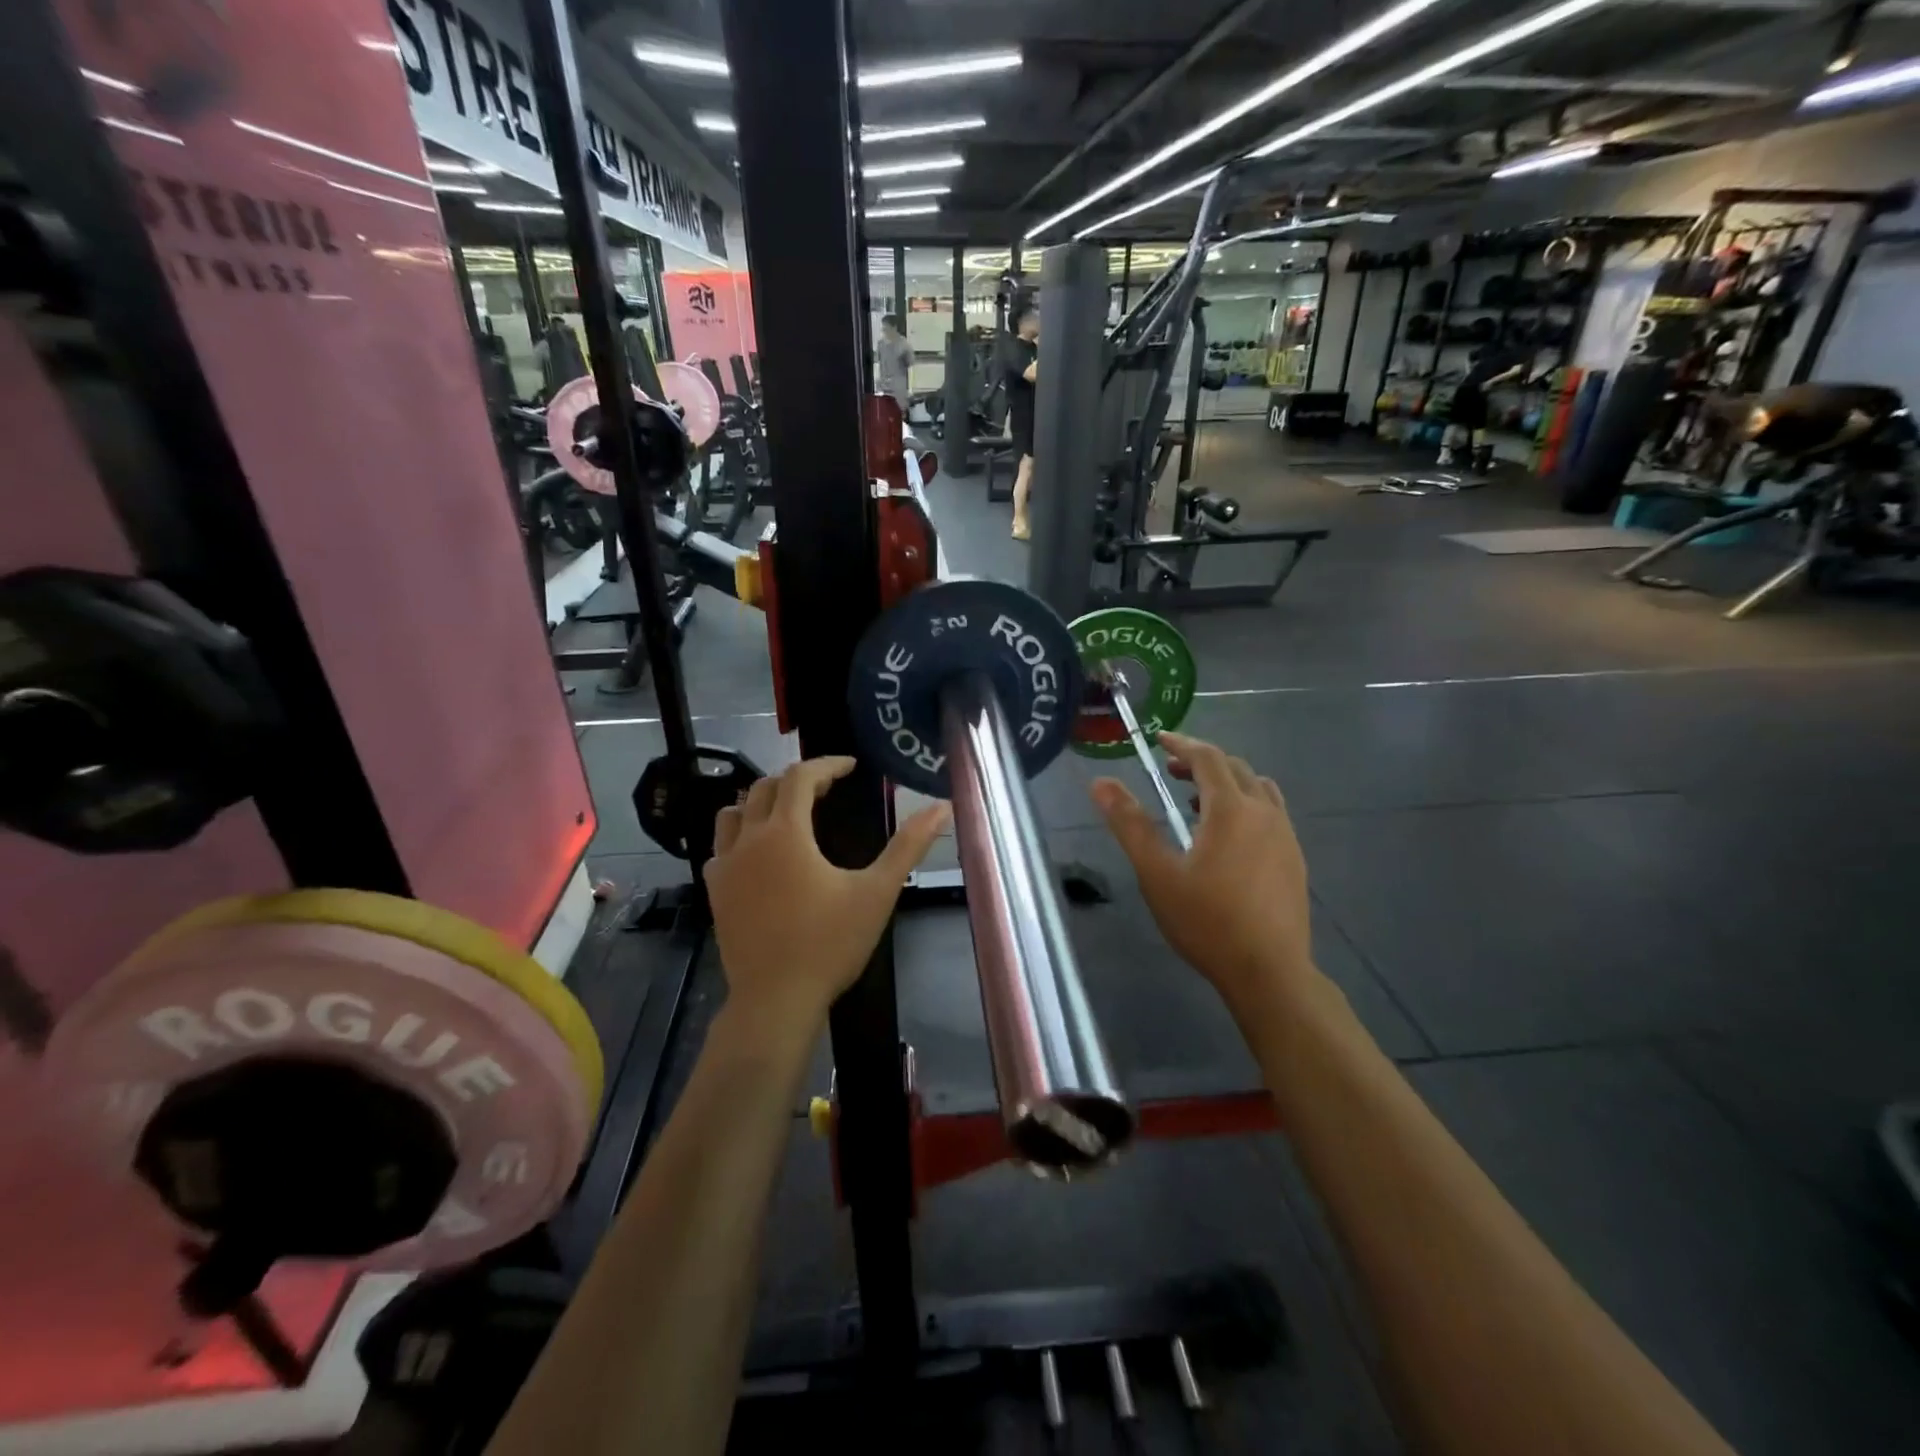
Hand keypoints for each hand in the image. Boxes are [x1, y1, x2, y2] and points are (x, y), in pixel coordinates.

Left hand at [704, 758, 948, 1034]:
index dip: (827, 764)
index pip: (800, 776)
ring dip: (762, 802)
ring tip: (791, 813)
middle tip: (828, 790)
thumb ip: (909, 846)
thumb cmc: (829, 944)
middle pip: (764, 788)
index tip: (851, 767)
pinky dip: (740, 835)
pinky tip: (760, 853)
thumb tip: (942, 808)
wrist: (775, 1000)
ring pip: (734, 812)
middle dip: (797, 780)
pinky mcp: (715, 891)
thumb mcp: (877, 893)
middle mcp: (749, 840)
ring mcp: (725, 866)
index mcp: (786, 833)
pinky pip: (721, 846)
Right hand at [1091, 732, 1313, 1019]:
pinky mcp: (1295, 859)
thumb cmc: (1207, 921)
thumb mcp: (1157, 873)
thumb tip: (1101, 783)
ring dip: (1227, 783)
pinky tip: (1229, 838)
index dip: (1182, 744)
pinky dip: (1246, 805)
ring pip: (1258, 789)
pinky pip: (1271, 812)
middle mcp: (1264, 812)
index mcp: (1231, 809)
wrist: (1269, 971)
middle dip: (1202, 762)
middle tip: (1171, 772)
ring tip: (1198, 801)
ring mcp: (1286, 836)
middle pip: (1235, 768)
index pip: (1207, 758)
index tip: (1160, 740)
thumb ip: (1130, 824)